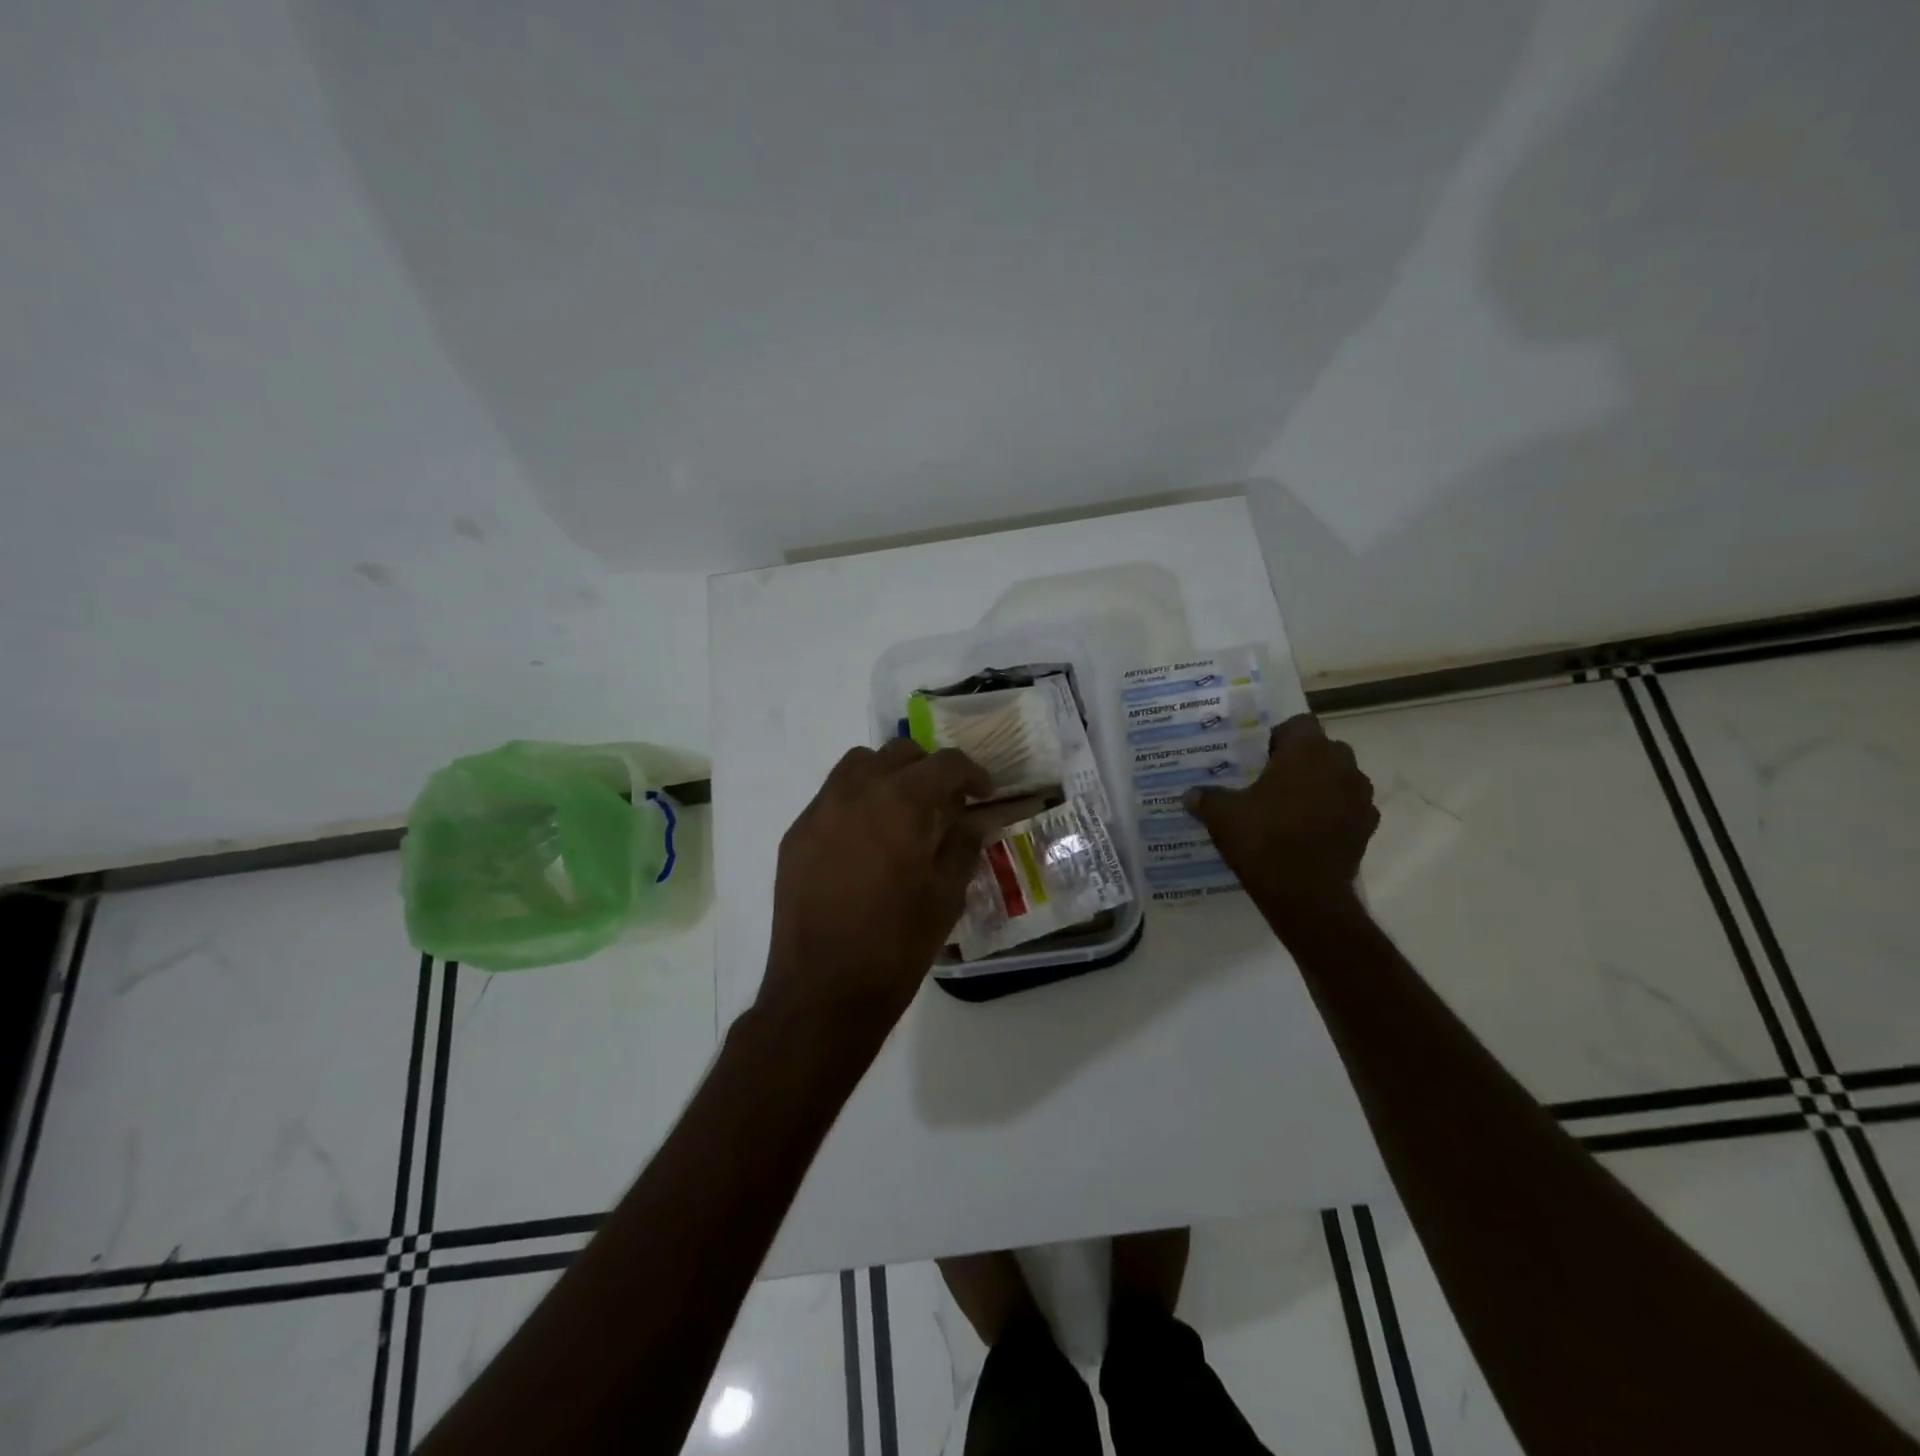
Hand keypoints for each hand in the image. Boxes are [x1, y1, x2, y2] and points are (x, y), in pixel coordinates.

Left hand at [759, 738, 990, 1035]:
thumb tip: (970, 820)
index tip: (983, 793)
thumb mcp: (946, 897)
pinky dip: (856, 801)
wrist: (822, 991)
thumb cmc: (896, 946)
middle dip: (929, 769)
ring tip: (902, 812)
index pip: (945, 763)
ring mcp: (819, 811)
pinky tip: (865, 841)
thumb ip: (962, 846)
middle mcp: (856, 791)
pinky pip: (831, 797)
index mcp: (901, 802)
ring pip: (858, 765)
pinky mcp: (796, 835)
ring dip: (888, 776)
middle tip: (945, 802)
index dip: (972, 773)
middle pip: (899, 753)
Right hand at [1184, 714, 1377, 925]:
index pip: (1299, 724)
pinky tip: (1307, 831)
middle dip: (1300, 760)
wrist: (1305, 896)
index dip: (1278, 736)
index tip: (1258, 756)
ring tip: (1289, 806)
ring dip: (1319, 785)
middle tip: (1270, 779)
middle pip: (1322, 749)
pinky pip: (1348, 808)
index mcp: (1307, 751)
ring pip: (1338, 778)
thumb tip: (1191, 794)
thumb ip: (1207, 798)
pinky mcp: (1367, 827)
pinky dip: (1332, 813)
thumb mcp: (1222, 816)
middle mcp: (1341, 765)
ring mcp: (1360, 797)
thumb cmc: (1263, 840)